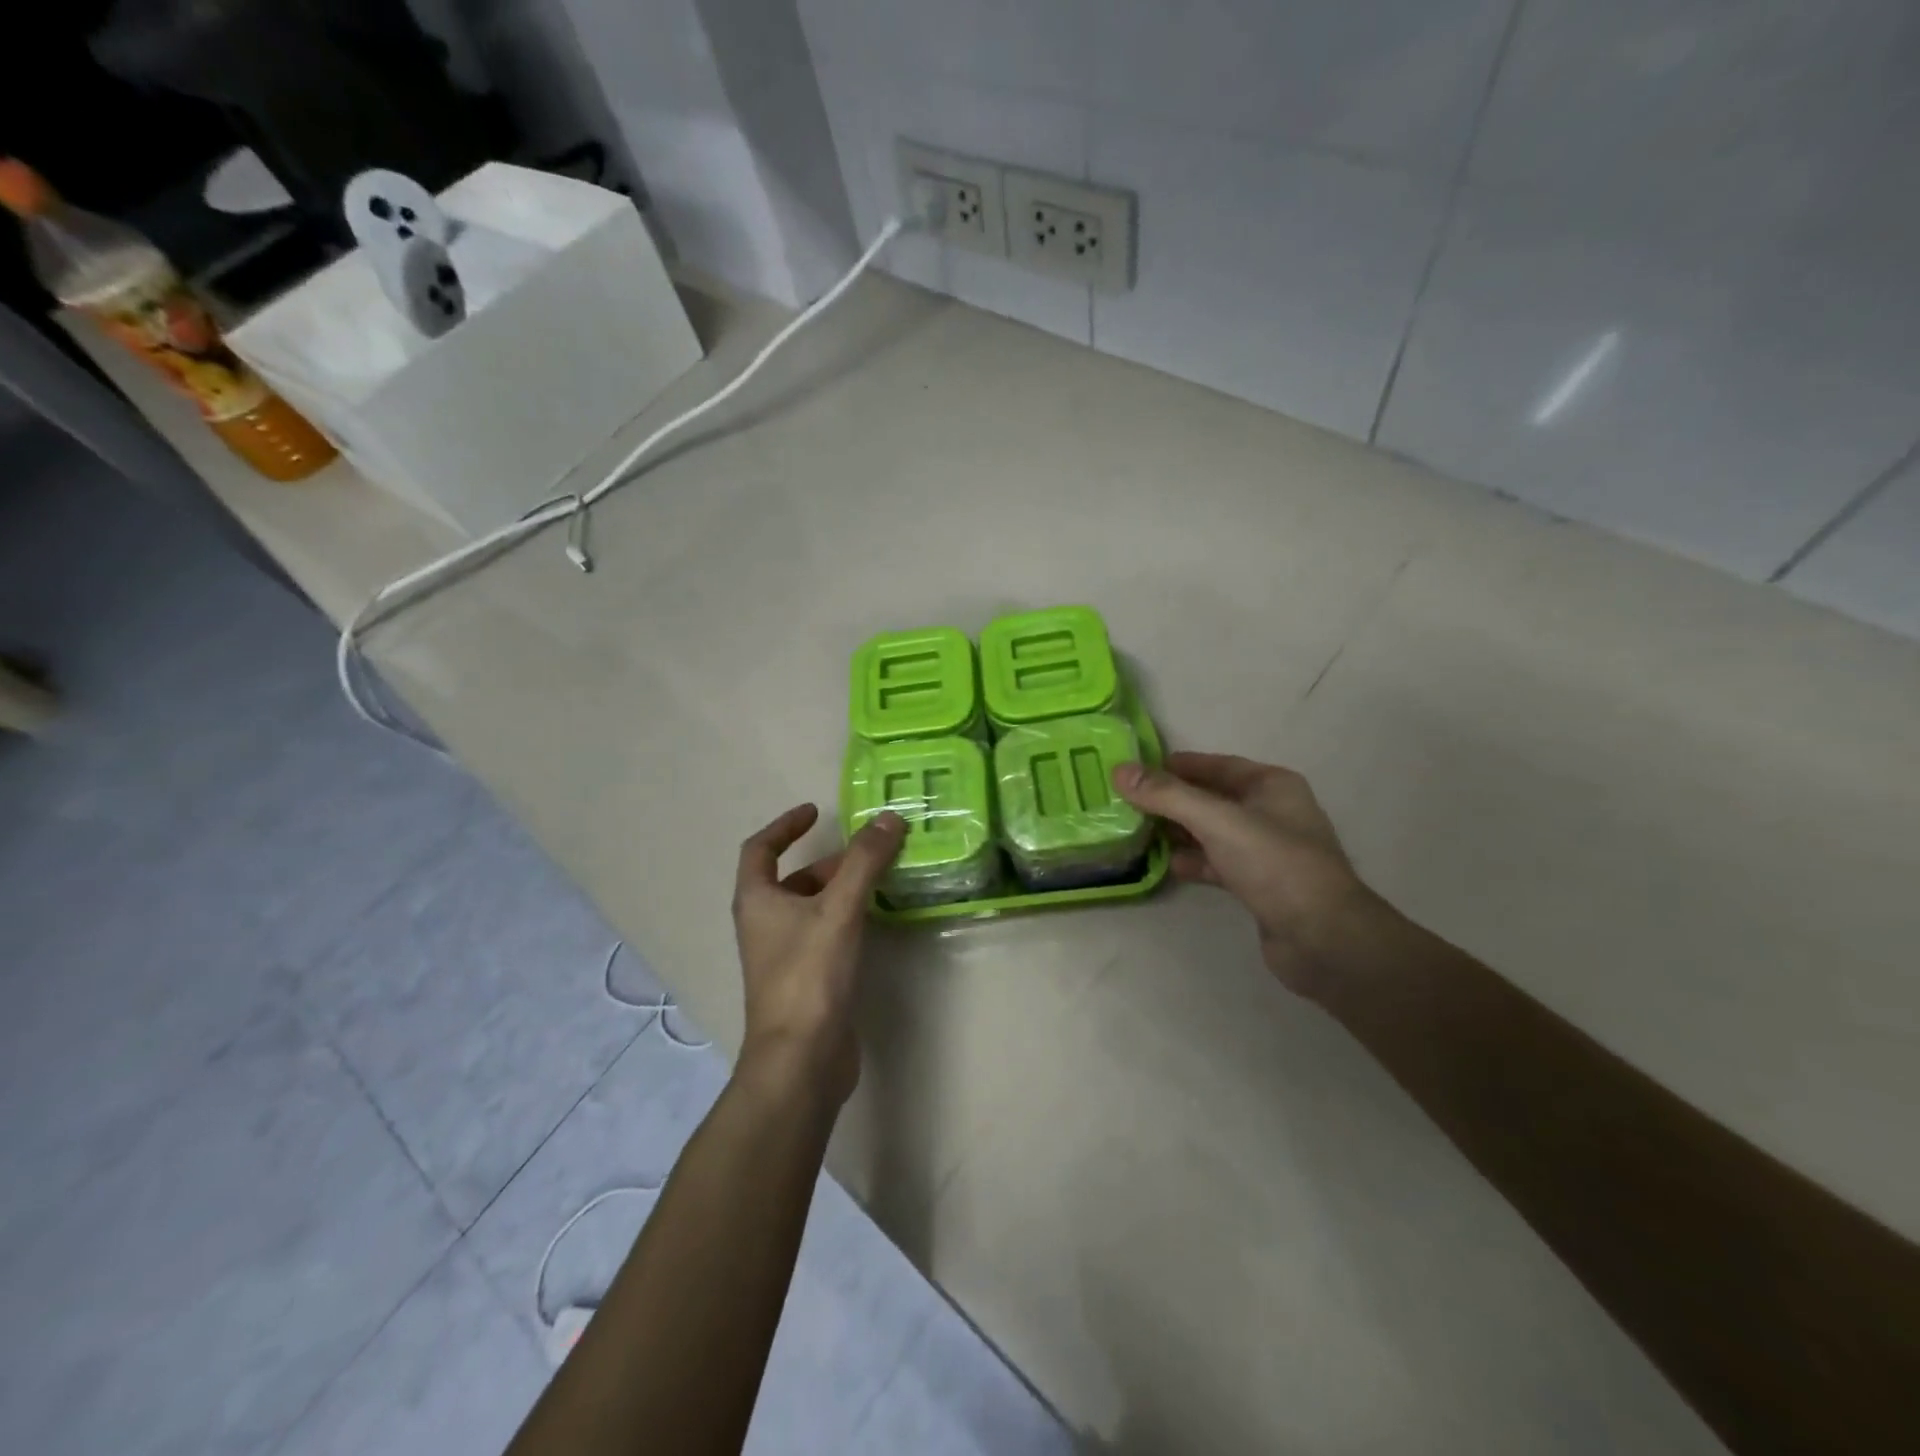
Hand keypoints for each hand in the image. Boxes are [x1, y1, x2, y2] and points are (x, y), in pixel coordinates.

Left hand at [731, 803, 905, 1102]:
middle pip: (793, 878)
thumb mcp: (839, 909)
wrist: (801, 1060)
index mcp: (757, 900)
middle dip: (831, 861)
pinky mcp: (805, 980)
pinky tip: (876, 921)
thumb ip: (864, 862)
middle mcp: (764, 924)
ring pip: (812, 907)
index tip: (814, 811)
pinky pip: (825, 933)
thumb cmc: (809, 975)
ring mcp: (783, 955)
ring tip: (882, 880)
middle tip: (871, 853)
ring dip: (842, 889)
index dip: (784, 825)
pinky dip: (847, 918)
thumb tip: (888, 818)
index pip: (760, 848)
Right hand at [1113, 753, 1375, 998]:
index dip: (1177, 766)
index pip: (1216, 765)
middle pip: (1211, 798)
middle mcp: (1271, 812)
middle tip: (1127, 802)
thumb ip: (1167, 795)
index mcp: (1272, 785)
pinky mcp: (1259, 885)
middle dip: (1172, 800)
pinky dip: (1193, 861)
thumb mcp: (1217, 821)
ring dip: (1179, 832)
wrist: (1322, 938)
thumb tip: (1120, 771)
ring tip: (1138, 832)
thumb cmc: (1274, 864)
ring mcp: (1267, 851)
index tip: (1137, 770)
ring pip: (1212, 832)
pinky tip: (1166, 865)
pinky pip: (1217, 862)